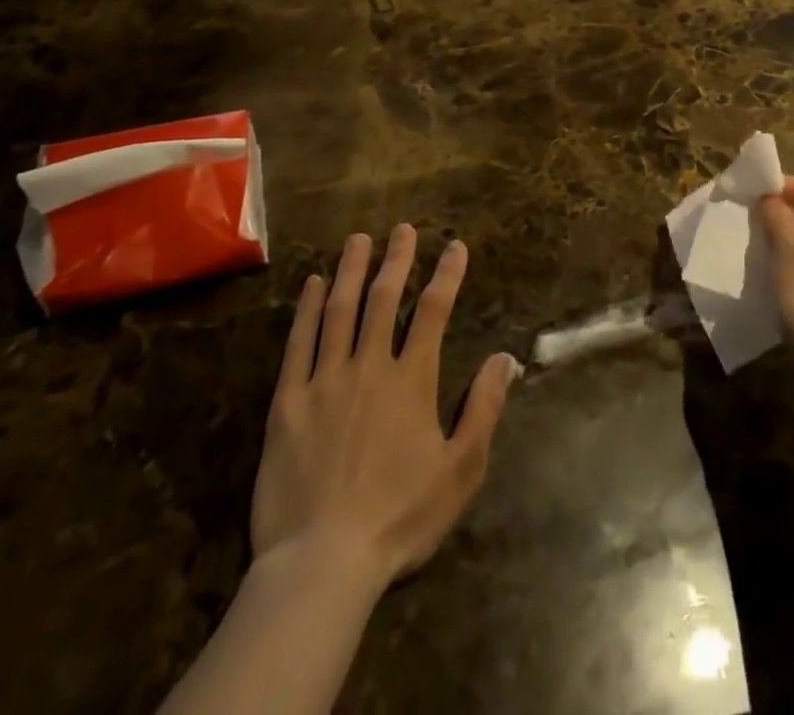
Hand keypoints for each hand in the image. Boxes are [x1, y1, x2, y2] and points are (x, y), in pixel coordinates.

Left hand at [252, 226, 517, 589]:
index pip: (434, 312)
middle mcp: (369, 366)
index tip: (455, 246)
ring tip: (359, 240)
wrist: (322, 563)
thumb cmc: (399, 518)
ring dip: (351, 271)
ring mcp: (325, 380)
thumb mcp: (461, 469)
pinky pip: (298, 343)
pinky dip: (305, 309)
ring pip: (339, 310)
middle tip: (403, 229)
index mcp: (412, 380)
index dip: (447, 275)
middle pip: (385, 299)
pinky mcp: (287, 402)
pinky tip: (311, 285)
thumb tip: (506, 357)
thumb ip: (485, 408)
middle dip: (397, 260)